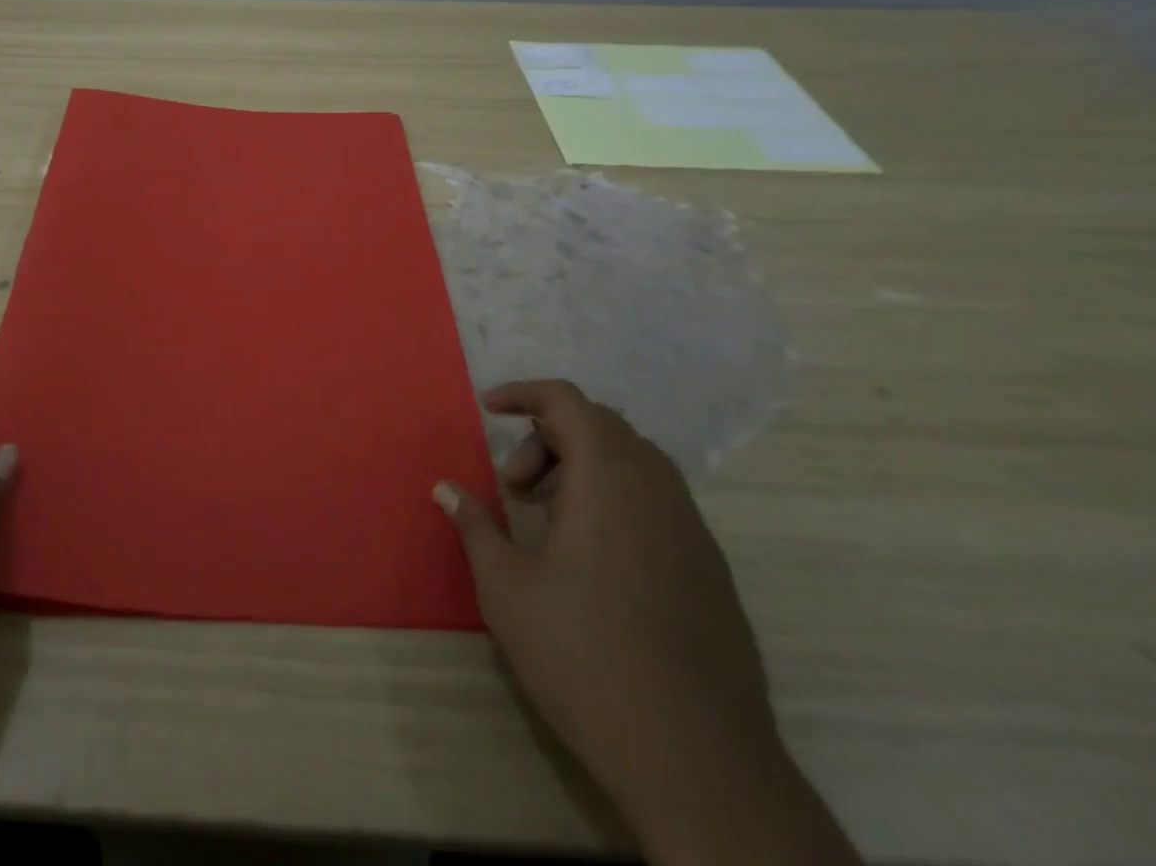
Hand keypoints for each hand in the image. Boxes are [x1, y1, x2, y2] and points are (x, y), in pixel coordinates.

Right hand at [435, 380, 856, 865]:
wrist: (699, 762)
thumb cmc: (585, 658)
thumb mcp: (507, 589)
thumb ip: (475, 526)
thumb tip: (444, 488)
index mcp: (609, 479)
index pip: (567, 401)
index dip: (524, 393)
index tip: (488, 409)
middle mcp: (657, 488)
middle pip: (599, 425)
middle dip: (547, 437)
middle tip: (514, 488)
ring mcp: (692, 528)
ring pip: (632, 460)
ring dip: (582, 466)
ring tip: (548, 519)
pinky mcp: (710, 567)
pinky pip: (657, 498)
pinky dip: (615, 497)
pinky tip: (592, 557)